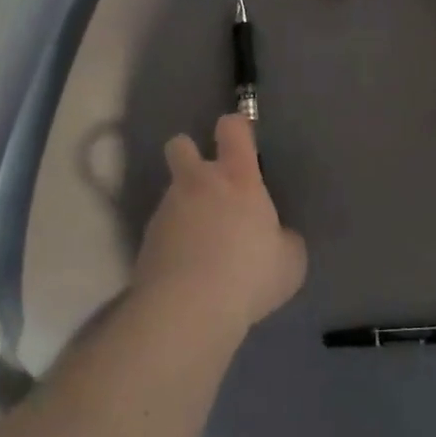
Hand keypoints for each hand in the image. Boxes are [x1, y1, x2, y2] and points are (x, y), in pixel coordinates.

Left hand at [133, 115, 306, 334]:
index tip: (241, 138)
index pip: (232, 128)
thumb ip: (284, 240)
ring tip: (202, 244)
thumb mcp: (289, 262)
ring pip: (172, 192)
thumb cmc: (249, 275)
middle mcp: (198, 183)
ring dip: (185, 207)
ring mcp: (167, 210)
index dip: (236, 127)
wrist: (187, 309)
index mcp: (238, 179)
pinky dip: (173, 241)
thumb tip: (278, 239)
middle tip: (206, 182)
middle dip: (188, 153)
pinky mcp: (145, 240)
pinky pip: (163, 229)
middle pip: (180, 146)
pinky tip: (187, 269)